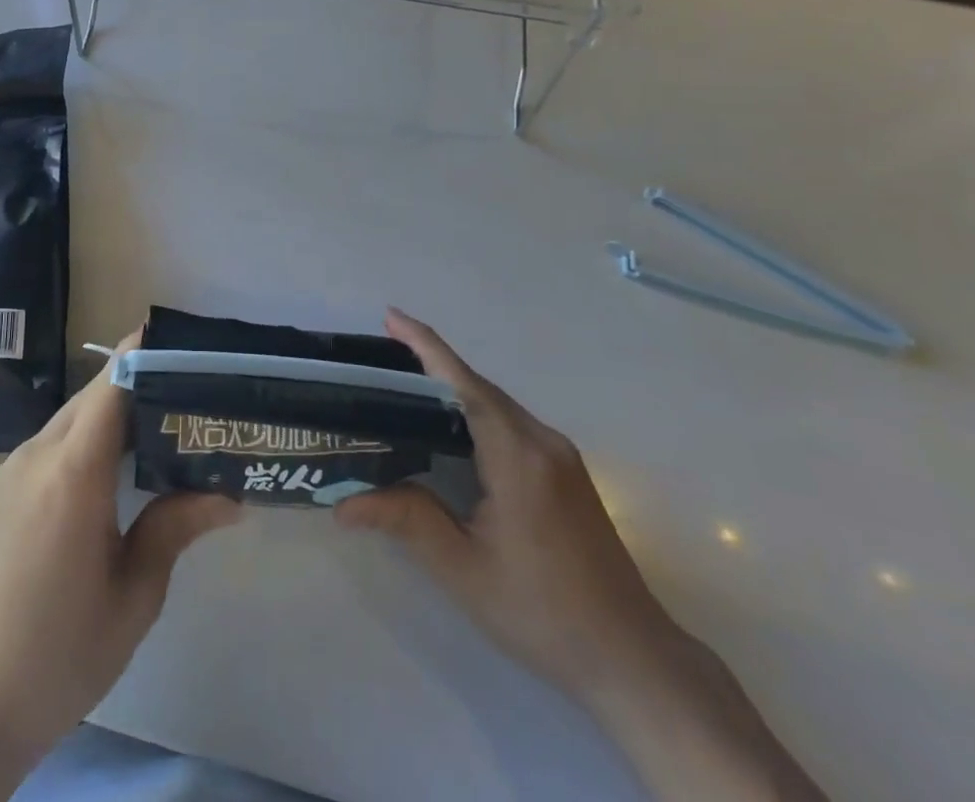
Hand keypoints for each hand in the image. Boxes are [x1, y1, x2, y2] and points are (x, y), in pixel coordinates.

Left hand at [0, 332, 239, 785]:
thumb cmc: (59, 654)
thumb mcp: (133, 596)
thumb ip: (176, 528)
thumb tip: (230, 494)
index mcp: (73, 473)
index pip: (113, 384)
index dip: (146, 353)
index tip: (185, 343)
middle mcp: (37, 455)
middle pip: (94, 394)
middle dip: (140, 381)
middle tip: (190, 391)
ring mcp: (12, 471)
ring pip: (72, 417)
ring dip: (114, 412)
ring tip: (163, 426)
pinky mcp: (0, 491)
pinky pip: (52, 443)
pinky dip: (88, 437)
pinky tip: (115, 468)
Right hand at [336, 308, 673, 698]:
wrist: (633, 659)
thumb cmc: (543, 612)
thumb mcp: (464, 570)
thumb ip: (406, 522)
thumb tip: (341, 503)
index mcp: (517, 455)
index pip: (463, 383)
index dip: (425, 346)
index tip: (391, 315)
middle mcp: (542, 441)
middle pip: (479, 387)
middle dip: (432, 363)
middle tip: (383, 356)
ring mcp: (560, 455)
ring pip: (497, 404)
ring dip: (454, 387)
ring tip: (407, 385)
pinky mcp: (568, 473)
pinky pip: (512, 423)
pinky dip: (476, 411)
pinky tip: (453, 429)